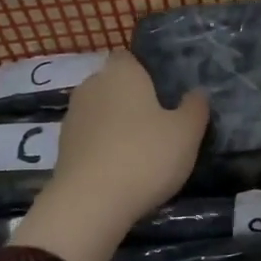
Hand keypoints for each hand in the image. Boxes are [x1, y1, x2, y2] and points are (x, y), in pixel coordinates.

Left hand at [8, 52, 208, 260]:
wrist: (91, 203)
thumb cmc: (145, 156)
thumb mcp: (186, 133)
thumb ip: (195, 108)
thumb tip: (197, 92)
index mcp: (121, 73)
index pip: (130, 57)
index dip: (146, 72)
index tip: (164, 94)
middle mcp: (91, 86)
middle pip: (114, 85)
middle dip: (132, 100)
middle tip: (158, 124)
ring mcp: (73, 117)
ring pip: (101, 113)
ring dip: (116, 126)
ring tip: (140, 151)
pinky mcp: (63, 148)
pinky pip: (90, 139)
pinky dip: (103, 147)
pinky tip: (120, 169)